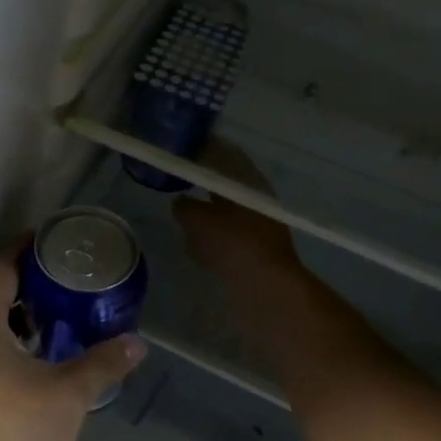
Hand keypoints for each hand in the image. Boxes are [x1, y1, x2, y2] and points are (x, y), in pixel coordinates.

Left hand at [0, 248, 144, 440]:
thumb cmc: (12, 428)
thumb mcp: (67, 394)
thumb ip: (101, 364)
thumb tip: (137, 343)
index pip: (1, 267)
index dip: (25, 251)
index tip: (52, 242)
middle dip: (26, 285)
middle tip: (64, 280)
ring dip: (18, 319)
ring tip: (57, 319)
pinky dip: (9, 346)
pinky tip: (37, 364)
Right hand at [172, 140, 302, 283]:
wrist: (265, 291)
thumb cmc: (234, 244)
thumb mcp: (199, 220)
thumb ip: (185, 207)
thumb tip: (180, 202)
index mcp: (250, 184)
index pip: (225, 156)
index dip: (202, 151)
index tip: (179, 149)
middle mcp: (256, 202)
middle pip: (224, 186)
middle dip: (201, 184)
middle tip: (174, 181)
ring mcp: (257, 230)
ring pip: (224, 213)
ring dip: (205, 213)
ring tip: (180, 214)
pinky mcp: (253, 255)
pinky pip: (226, 240)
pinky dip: (210, 240)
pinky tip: (193, 246)